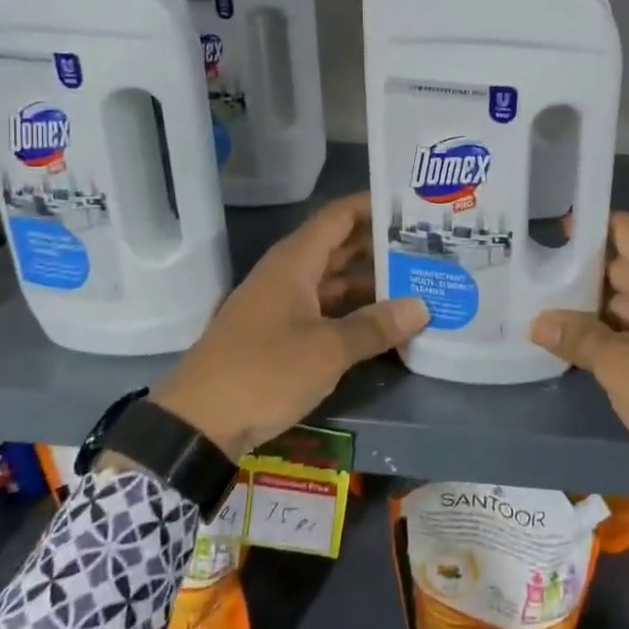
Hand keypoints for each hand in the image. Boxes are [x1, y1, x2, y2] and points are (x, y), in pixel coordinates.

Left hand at [150, 192, 427, 460]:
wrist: (197, 424)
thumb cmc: (263, 372)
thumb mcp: (326, 350)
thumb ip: (375, 326)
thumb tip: (422, 306)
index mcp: (295, 262)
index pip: (340, 216)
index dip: (374, 205)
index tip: (413, 204)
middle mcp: (289, 275)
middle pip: (341, 248)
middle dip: (382, 246)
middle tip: (430, 247)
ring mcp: (284, 306)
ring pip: (336, 283)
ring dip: (373, 284)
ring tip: (420, 284)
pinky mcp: (282, 336)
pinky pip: (327, 311)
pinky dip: (355, 314)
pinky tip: (387, 325)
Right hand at [531, 212, 628, 517]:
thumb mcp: (619, 367)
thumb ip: (578, 339)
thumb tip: (539, 322)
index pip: (628, 229)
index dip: (593, 225)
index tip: (556, 233)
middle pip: (628, 265)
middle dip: (586, 272)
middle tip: (539, 280)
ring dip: (599, 307)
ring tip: (553, 315)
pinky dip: (620, 330)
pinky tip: (588, 348)